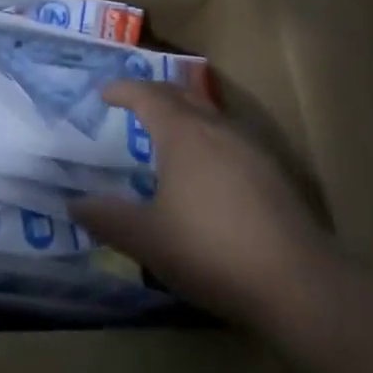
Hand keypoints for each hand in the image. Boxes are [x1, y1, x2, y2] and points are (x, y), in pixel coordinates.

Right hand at [71, 81, 333, 328]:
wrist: (297, 283)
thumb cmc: (210, 250)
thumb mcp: (146, 239)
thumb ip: (107, 218)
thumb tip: (75, 204)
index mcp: (183, 134)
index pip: (147, 95)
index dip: (123, 90)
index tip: (105, 93)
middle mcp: (217, 129)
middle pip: (182, 95)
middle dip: (155, 93)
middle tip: (134, 102)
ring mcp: (252, 149)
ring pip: (211, 115)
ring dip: (185, 114)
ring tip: (169, 133)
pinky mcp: (275, 174)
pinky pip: (231, 139)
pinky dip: (209, 139)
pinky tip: (209, 170)